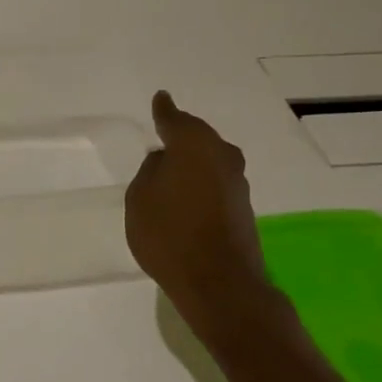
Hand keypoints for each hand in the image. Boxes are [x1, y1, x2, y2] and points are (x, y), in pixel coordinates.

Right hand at [126, 92, 283, 342]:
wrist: (219, 282)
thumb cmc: (169, 234)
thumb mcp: (140, 199)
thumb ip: (150, 172)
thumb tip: (165, 160)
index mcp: (194, 146)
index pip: (175, 119)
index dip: (164, 110)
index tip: (160, 98)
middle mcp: (221, 157)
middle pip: (198, 137)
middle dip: (182, 135)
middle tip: (163, 135)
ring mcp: (237, 183)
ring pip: (210, 159)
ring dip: (193, 162)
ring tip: (171, 168)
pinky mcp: (242, 207)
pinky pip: (216, 182)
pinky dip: (201, 182)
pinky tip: (187, 194)